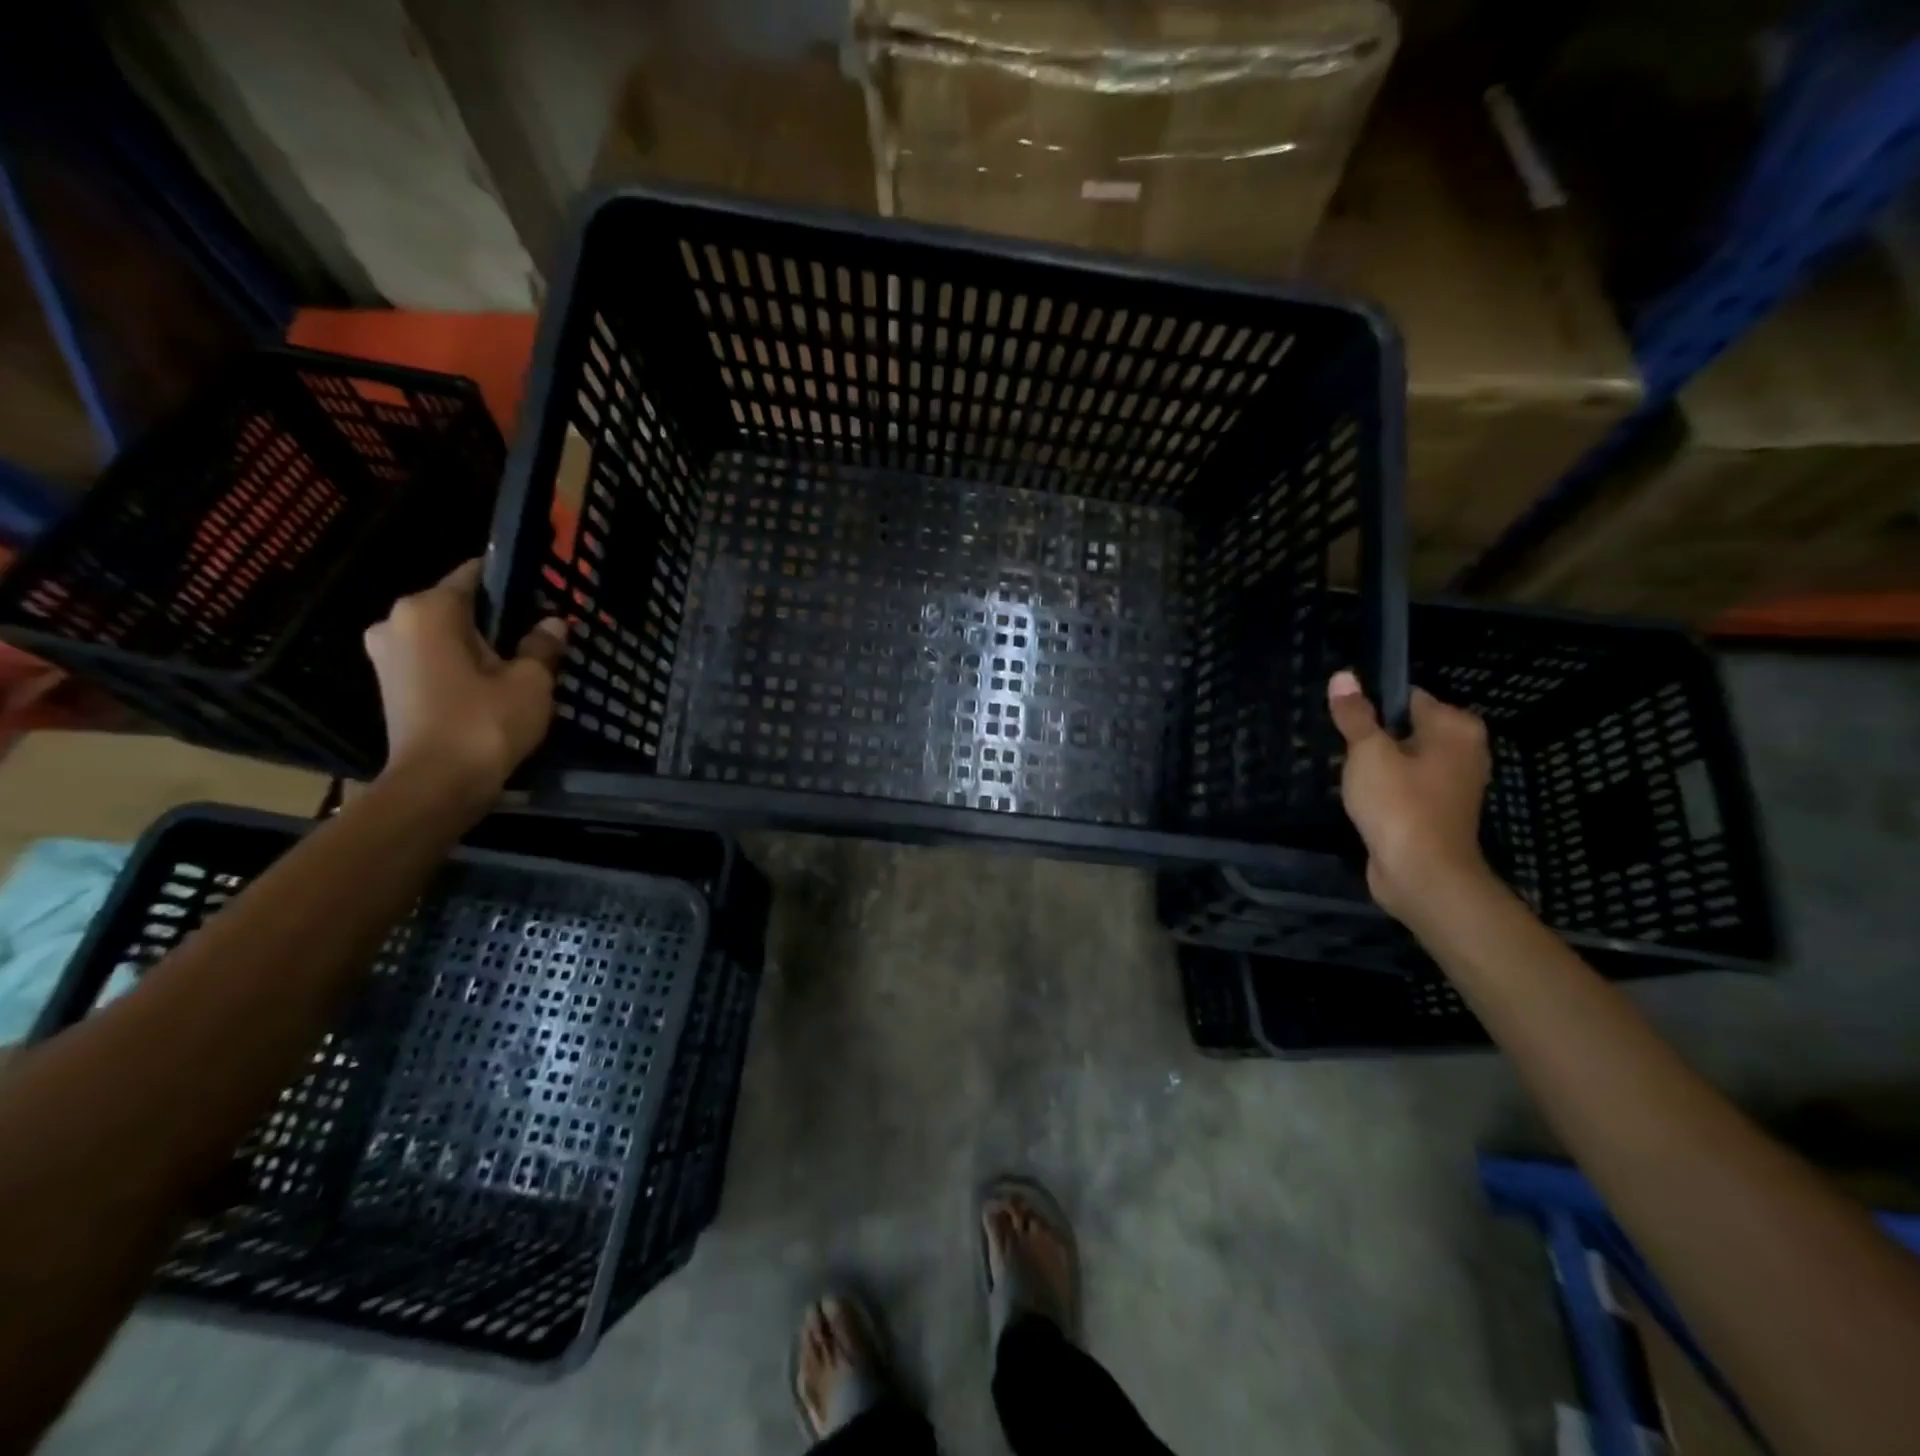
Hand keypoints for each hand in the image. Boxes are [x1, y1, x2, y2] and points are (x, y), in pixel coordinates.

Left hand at [363, 559, 567, 795]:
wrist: (437, 787)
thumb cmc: (484, 723)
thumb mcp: (531, 682)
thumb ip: (542, 646)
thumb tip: (553, 624)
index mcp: (428, 610)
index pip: (475, 575)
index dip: (513, 582)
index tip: (545, 594)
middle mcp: (396, 622)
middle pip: (459, 607)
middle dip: (498, 618)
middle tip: (540, 634)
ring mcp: (387, 656)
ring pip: (446, 636)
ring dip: (480, 646)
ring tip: (522, 662)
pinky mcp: (392, 686)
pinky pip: (434, 660)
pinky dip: (462, 666)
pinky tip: (495, 684)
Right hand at [1328, 670, 1493, 922]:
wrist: (1423, 875)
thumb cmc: (1399, 805)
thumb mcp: (1368, 753)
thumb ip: (1355, 715)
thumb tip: (1343, 676)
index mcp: (1455, 728)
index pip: (1408, 697)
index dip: (1372, 706)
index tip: (1344, 721)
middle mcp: (1464, 750)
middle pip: (1406, 728)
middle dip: (1373, 738)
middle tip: (1341, 750)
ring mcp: (1454, 784)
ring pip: (1405, 760)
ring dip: (1377, 766)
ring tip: (1347, 775)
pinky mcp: (1439, 811)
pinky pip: (1407, 787)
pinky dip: (1386, 790)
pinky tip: (1363, 800)